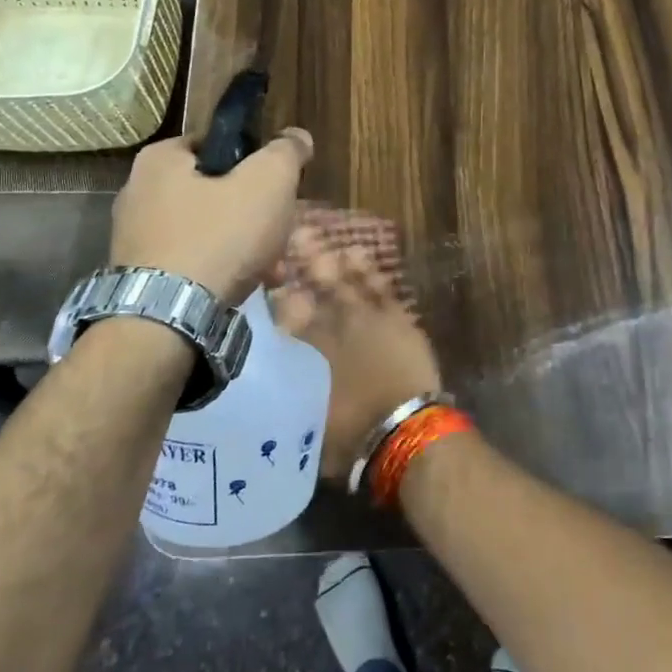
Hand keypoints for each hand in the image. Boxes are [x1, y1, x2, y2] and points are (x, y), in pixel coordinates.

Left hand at [110, 129, 312, 302]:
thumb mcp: (269, 183)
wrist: (168, 318)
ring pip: (207, 229)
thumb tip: (297, 137)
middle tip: (279, 235)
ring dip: (242, 244)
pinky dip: (218, 268)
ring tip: (270, 269)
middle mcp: (137, 191)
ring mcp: (134, 236)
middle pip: (216, 191)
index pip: (218, 144)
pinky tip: (242, 286)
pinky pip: (191, 260)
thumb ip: (286, 152)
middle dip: (254, 214)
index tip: (278, 189)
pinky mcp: (139, 274)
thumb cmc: (220, 237)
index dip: (255, 162)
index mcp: (160, 158)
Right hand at [270, 226, 442, 479]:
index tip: (268, 273)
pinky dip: (369, 270)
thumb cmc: (351, 436)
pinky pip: (380, 286)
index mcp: (308, 349)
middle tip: (294, 235)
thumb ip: (292, 394)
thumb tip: (278, 388)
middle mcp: (334, 326)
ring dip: (334, 259)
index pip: (285, 311)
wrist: (404, 431)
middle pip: (315, 286)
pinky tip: (360, 254)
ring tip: (322, 238)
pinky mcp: (398, 319)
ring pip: (347, 279)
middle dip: (304, 260)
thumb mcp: (307, 419)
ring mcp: (368, 318)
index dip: (276, 291)